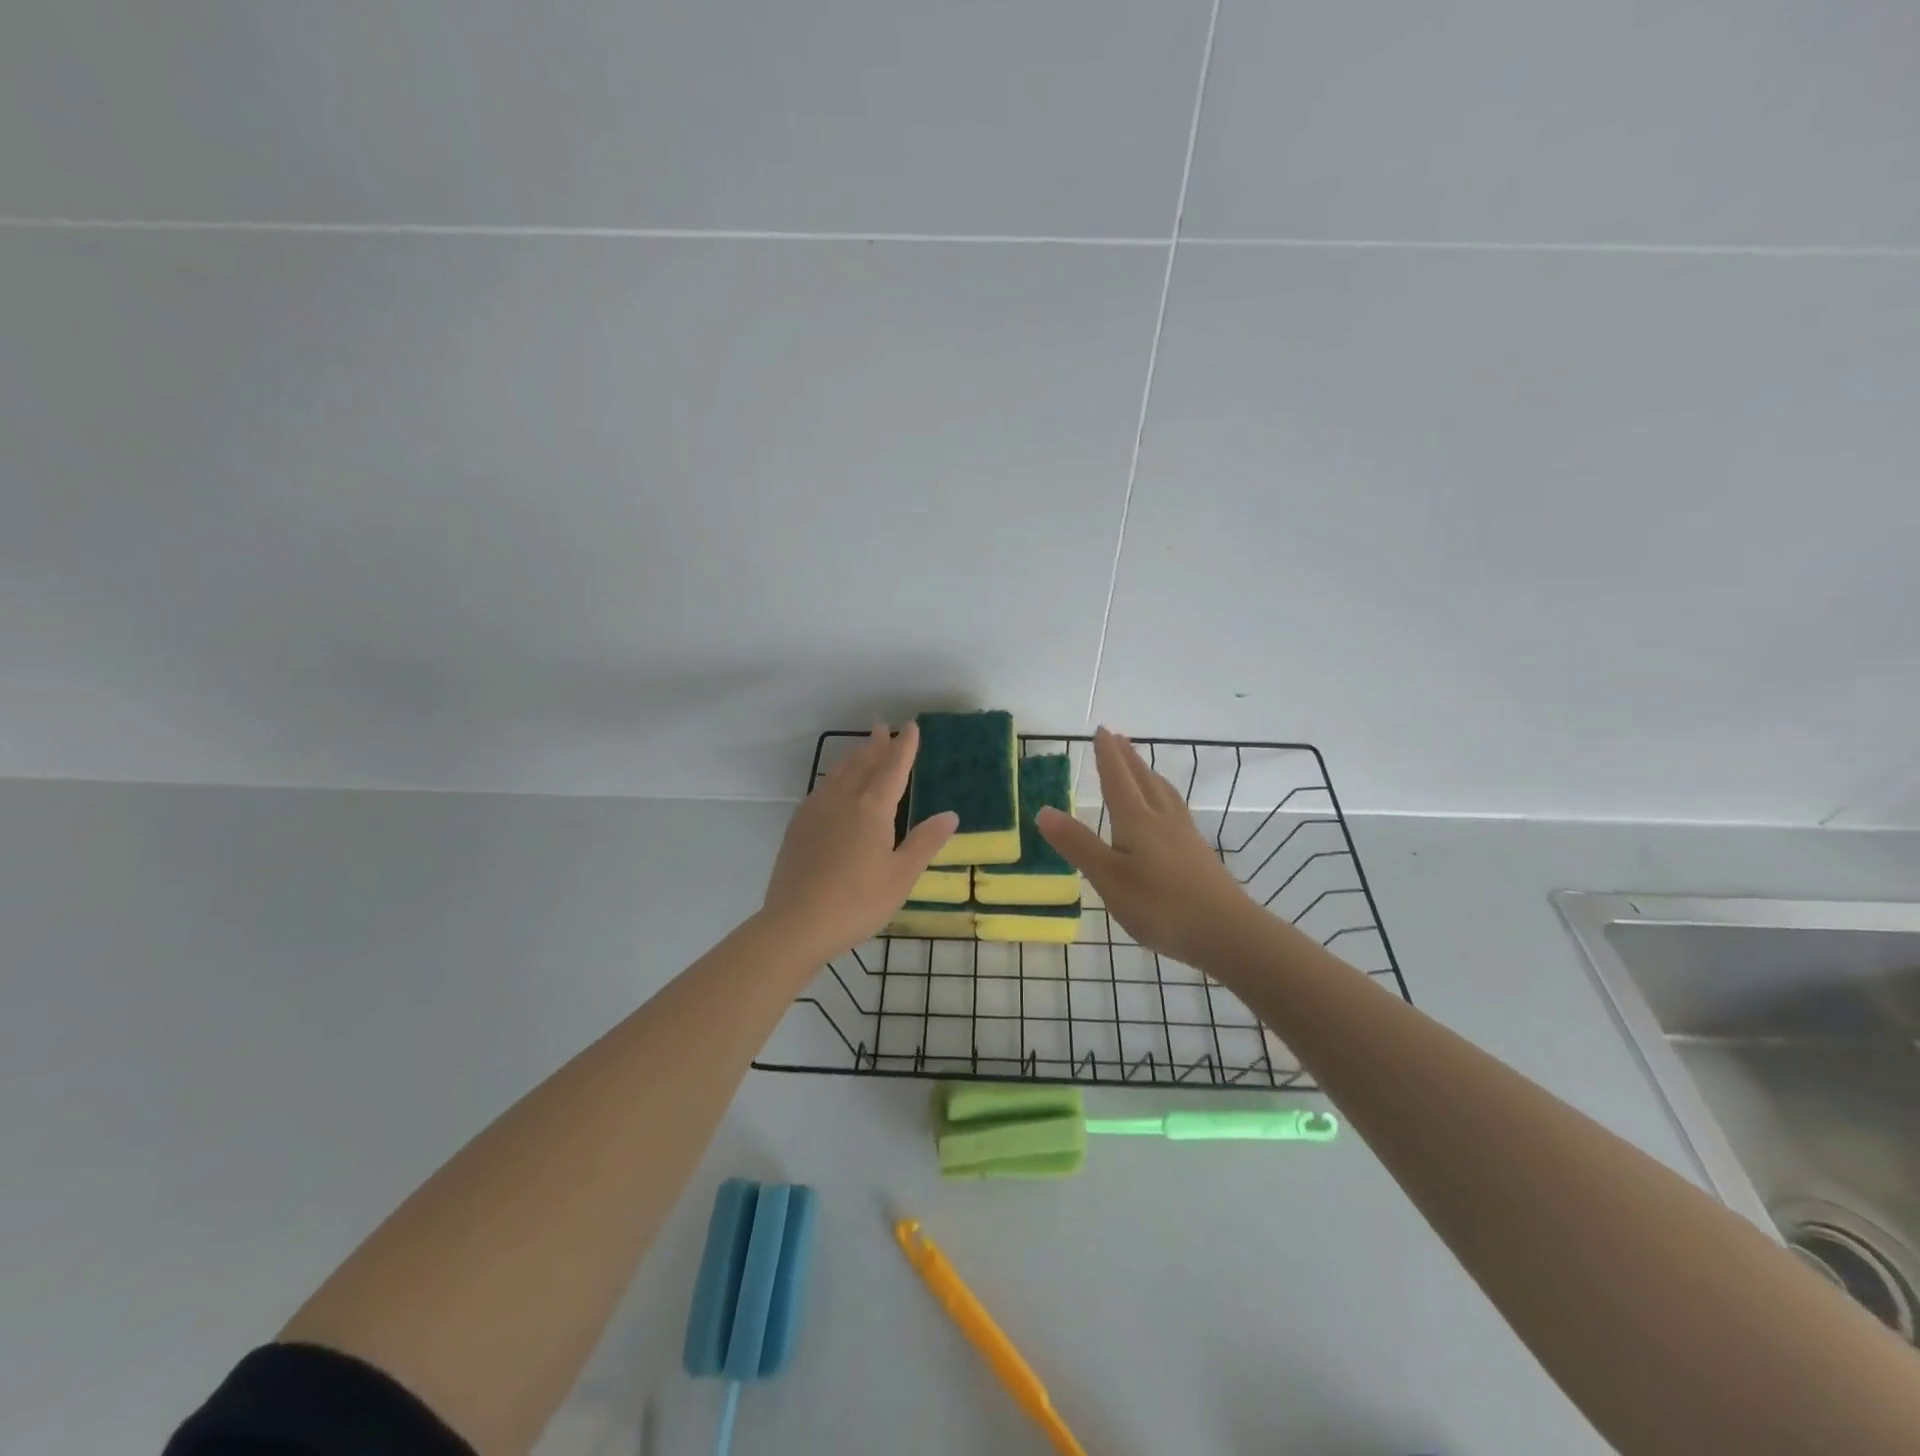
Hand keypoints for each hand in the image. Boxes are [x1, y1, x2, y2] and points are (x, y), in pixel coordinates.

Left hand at [761, 721, 957, 963]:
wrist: (796, 924)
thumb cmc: (857, 902)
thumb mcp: (901, 876)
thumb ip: (925, 842)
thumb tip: (950, 814)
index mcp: (872, 809)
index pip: (893, 769)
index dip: (904, 747)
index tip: (911, 727)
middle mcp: (842, 801)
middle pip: (862, 764)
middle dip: (876, 745)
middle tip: (882, 727)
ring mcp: (815, 812)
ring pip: (838, 774)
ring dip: (853, 757)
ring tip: (861, 749)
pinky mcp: (798, 827)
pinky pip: (820, 789)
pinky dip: (833, 777)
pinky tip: (832, 786)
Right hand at [1037, 727, 1256, 967]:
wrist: (1226, 932)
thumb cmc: (1160, 905)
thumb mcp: (1108, 878)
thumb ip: (1077, 845)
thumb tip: (1043, 810)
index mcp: (1136, 820)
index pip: (1117, 778)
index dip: (1107, 755)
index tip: (1101, 730)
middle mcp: (1161, 818)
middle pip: (1142, 779)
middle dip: (1127, 758)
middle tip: (1117, 737)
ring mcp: (1184, 834)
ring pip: (1162, 792)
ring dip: (1147, 773)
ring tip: (1140, 765)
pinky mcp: (1197, 852)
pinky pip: (1174, 808)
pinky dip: (1162, 795)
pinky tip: (1166, 811)